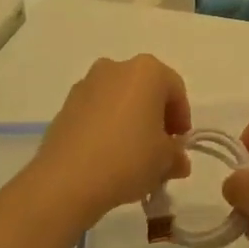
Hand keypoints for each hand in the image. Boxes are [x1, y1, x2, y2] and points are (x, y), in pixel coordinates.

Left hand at [36, 56, 191, 223]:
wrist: (67, 179)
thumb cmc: (128, 158)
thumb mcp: (164, 161)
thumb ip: (176, 155)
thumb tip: (177, 159)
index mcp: (146, 71)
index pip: (175, 90)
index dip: (182, 119)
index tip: (179, 145)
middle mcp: (116, 67)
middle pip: (146, 90)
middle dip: (155, 118)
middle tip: (159, 150)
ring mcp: (87, 84)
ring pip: (119, 100)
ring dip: (130, 121)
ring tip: (132, 156)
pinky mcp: (66, 105)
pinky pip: (96, 112)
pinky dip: (106, 127)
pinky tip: (107, 156)